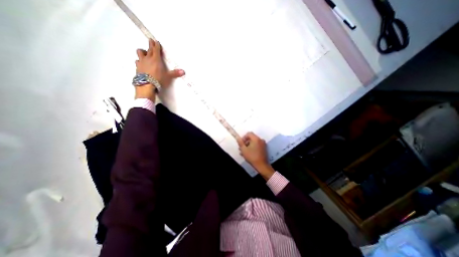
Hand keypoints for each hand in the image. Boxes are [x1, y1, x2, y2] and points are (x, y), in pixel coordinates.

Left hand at [135, 39, 183, 100]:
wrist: (146, 84)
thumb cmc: (158, 79)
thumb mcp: (168, 76)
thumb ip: (175, 73)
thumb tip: (183, 72)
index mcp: (156, 59)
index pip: (155, 49)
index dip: (156, 45)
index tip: (155, 41)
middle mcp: (148, 58)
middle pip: (148, 49)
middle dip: (150, 45)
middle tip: (151, 41)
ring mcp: (141, 62)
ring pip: (140, 53)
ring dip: (143, 52)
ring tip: (144, 53)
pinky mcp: (137, 67)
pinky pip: (137, 61)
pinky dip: (139, 61)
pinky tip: (141, 63)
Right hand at [238, 131, 273, 178]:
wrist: (261, 165)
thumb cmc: (252, 156)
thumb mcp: (243, 149)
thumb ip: (240, 142)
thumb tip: (237, 137)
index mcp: (256, 139)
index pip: (249, 133)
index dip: (244, 137)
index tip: (241, 143)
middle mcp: (260, 140)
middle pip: (251, 138)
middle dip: (245, 142)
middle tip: (241, 148)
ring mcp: (263, 144)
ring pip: (254, 142)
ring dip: (248, 145)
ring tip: (244, 152)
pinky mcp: (264, 148)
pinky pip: (257, 145)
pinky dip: (252, 147)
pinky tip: (249, 153)